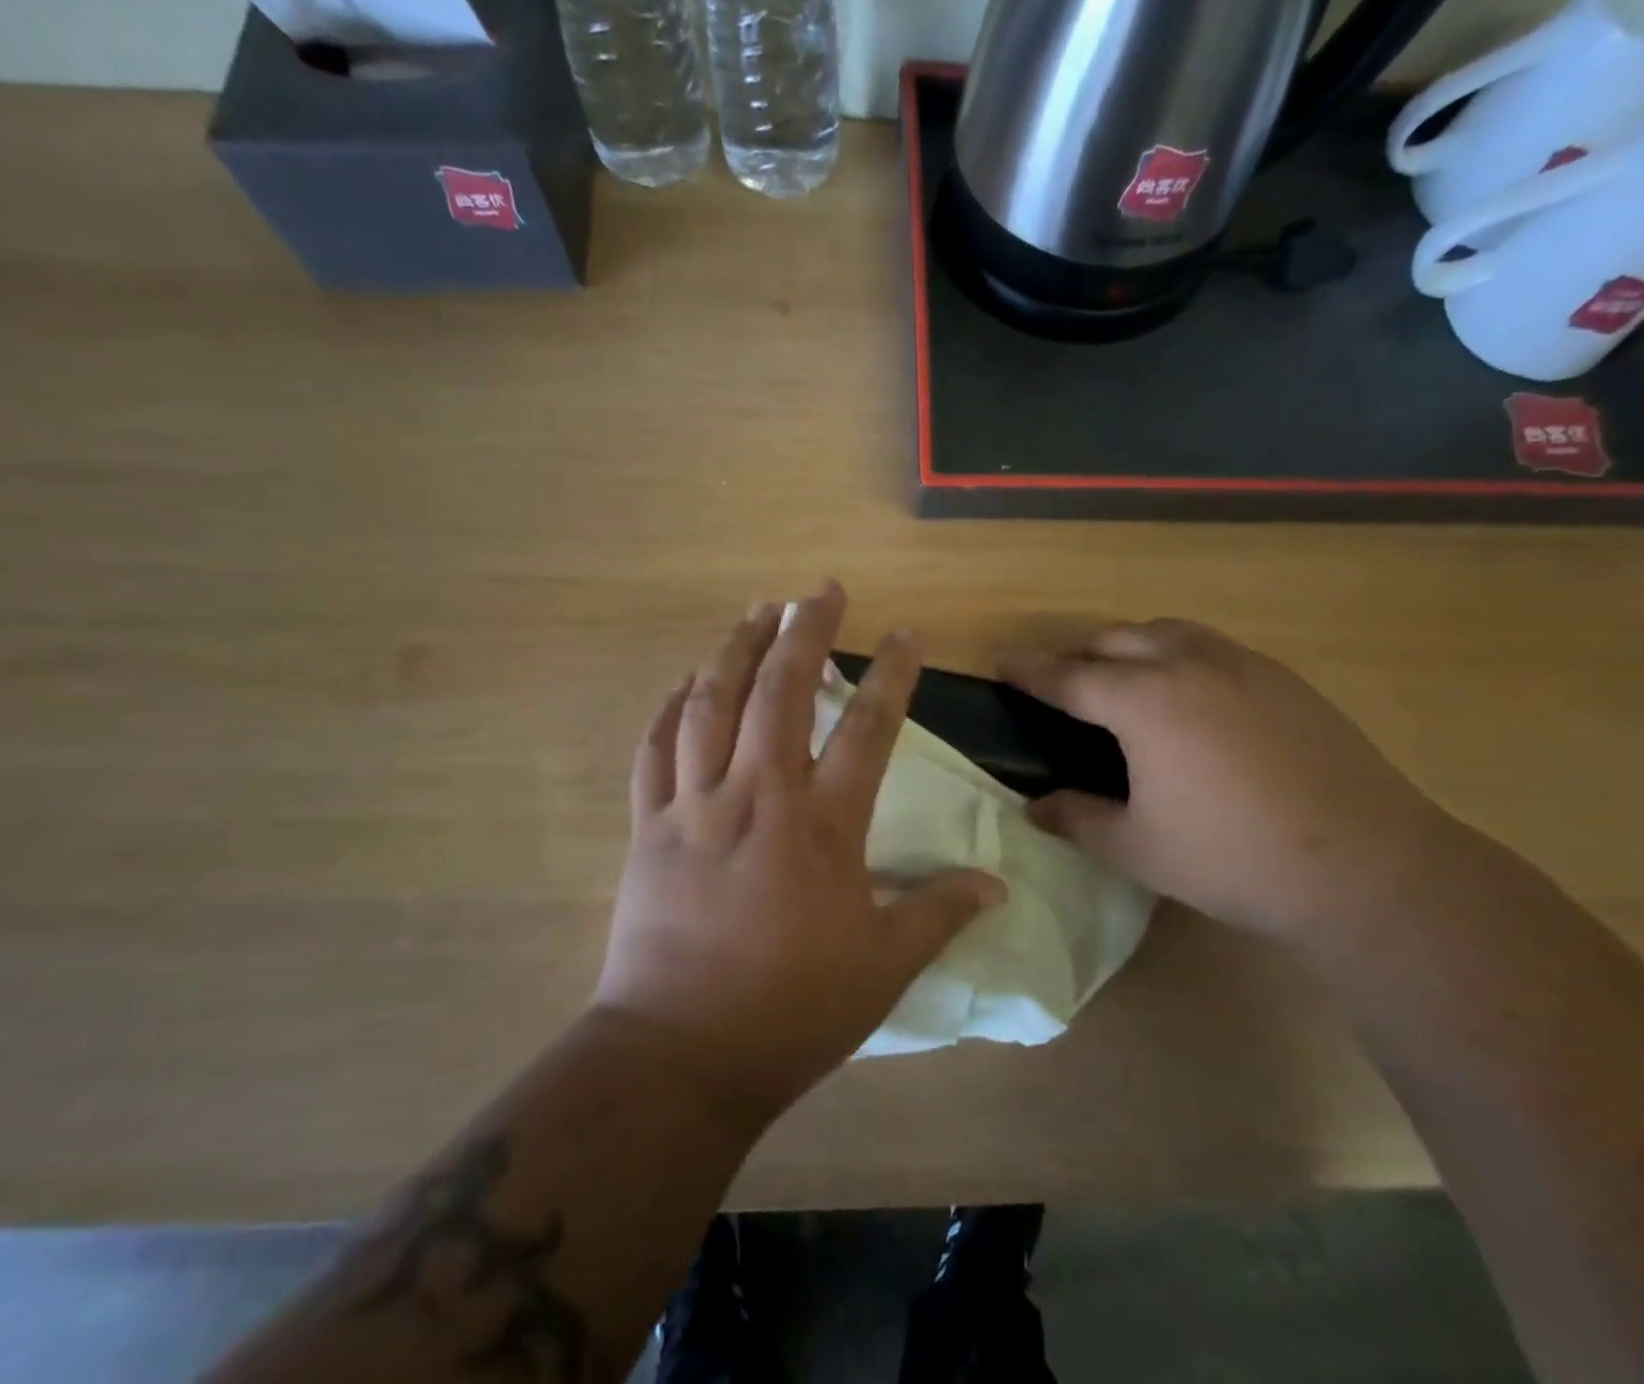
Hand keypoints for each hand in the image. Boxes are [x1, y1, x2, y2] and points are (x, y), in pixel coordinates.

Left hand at [593, 583, 1003, 1119]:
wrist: (680, 1055)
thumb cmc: (792, 1010)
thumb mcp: (884, 966)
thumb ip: (939, 913)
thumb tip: (996, 885)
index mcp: (821, 826)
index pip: (868, 730)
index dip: (892, 675)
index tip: (906, 633)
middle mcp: (757, 796)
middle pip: (781, 692)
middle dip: (805, 631)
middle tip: (820, 589)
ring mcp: (694, 806)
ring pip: (711, 704)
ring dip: (736, 649)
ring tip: (757, 610)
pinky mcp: (648, 827)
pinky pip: (655, 750)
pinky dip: (669, 707)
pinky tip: (684, 680)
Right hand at [1004, 620, 1465, 942]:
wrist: (1365, 866)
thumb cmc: (1233, 858)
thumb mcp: (1138, 848)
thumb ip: (1078, 819)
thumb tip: (1035, 808)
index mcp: (1144, 701)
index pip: (1069, 677)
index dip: (1030, 670)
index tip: (1003, 663)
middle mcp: (1188, 664)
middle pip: (1115, 640)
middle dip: (1078, 654)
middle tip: (1059, 679)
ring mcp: (1242, 665)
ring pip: (1167, 631)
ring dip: (1130, 645)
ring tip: (1120, 676)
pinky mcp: (1283, 678)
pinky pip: (1211, 647)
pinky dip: (1178, 653)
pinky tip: (1188, 692)